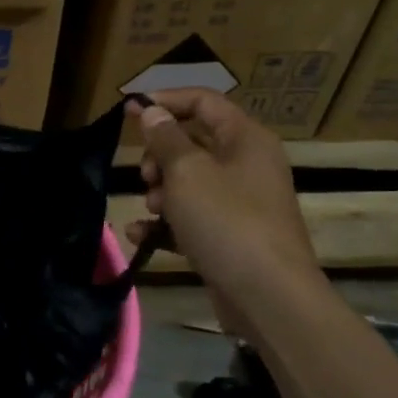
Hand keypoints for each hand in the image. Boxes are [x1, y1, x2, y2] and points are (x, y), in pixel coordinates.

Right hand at [126, 90, 321, 308]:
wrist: (268, 297)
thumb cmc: (226, 221)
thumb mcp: (187, 172)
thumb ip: (165, 138)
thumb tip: (152, 111)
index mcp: (245, 139)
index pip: (203, 101)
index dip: (165, 99)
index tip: (129, 111)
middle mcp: (246, 164)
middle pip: (192, 142)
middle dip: (159, 155)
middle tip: (145, 174)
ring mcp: (240, 202)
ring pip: (188, 181)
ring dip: (160, 191)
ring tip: (152, 209)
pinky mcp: (229, 235)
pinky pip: (190, 217)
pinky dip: (166, 223)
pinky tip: (141, 234)